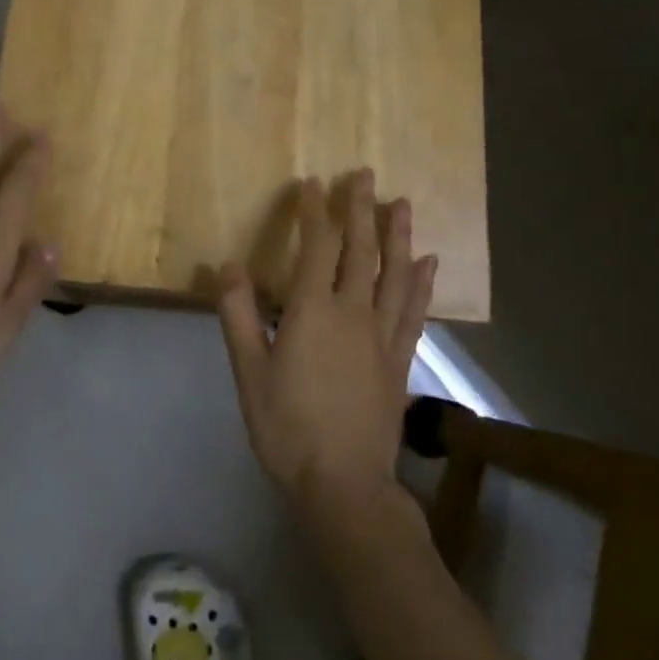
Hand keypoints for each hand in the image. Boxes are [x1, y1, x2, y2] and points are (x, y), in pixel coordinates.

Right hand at [215, 171, 436, 507]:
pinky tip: (429, 263)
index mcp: (313, 312)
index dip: (314, 212)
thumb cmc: (288, 428)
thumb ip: (238, 315)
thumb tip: (229, 265)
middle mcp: (353, 313)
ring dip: (399, 236)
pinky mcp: (400, 359)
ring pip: (395, 274)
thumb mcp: (249, 373)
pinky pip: (415, 311)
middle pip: (361, 250)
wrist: (343, 484)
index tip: (312, 183)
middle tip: (365, 174)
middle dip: (361, 209)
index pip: (316, 248)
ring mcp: (383, 335)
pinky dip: (423, 283)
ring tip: (403, 204)